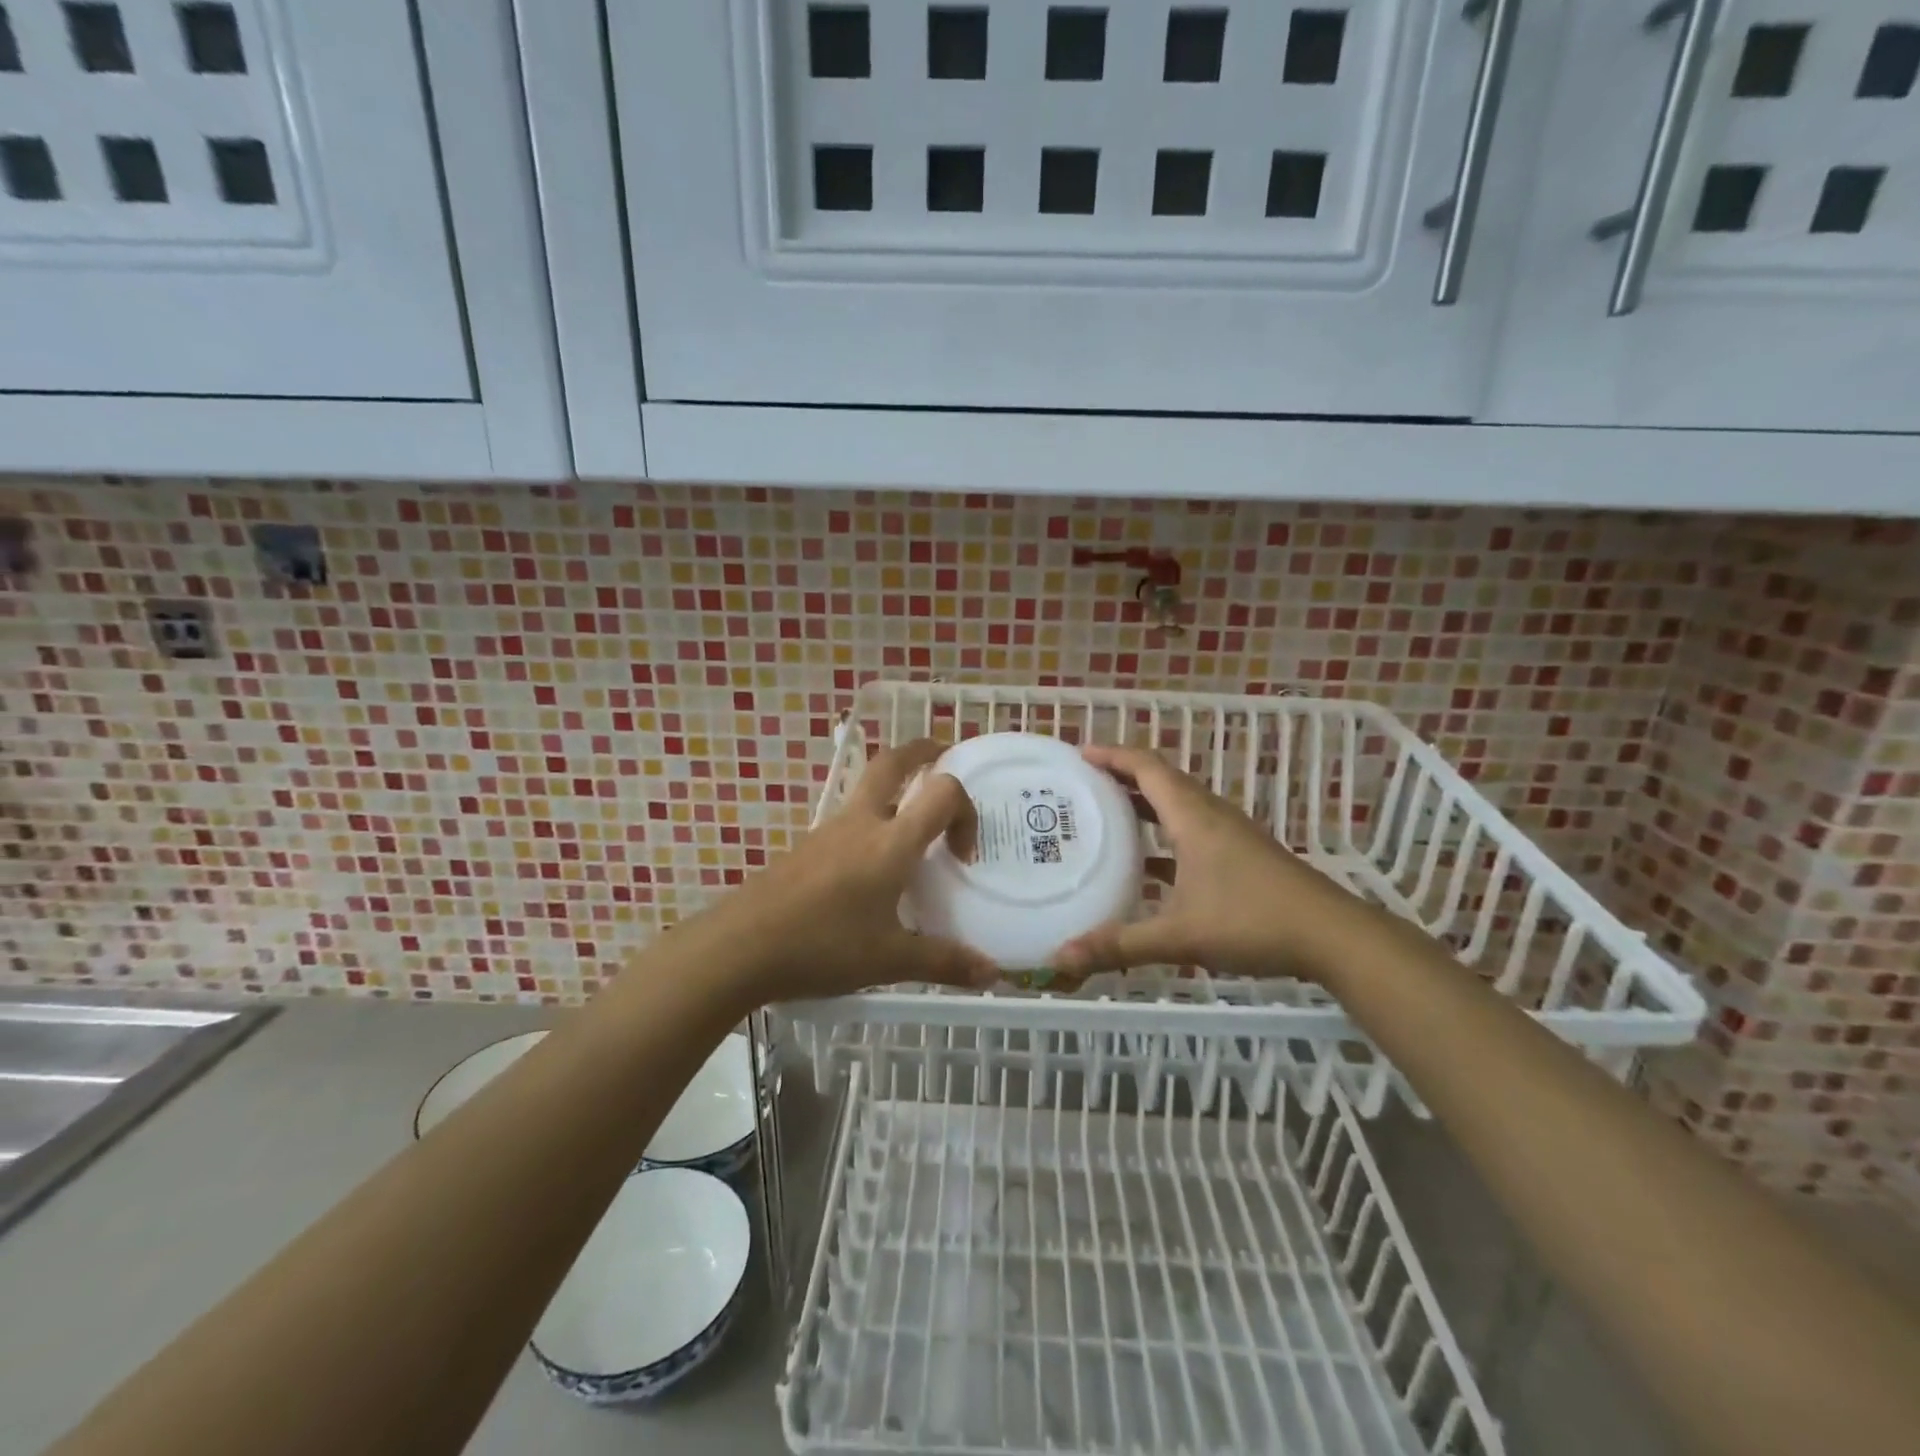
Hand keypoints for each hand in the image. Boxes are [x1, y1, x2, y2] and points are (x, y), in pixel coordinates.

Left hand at [691, 739, 999, 1003]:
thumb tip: (993, 974)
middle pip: (892, 762)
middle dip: (922, 751)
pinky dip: (870, 824)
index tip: (962, 857)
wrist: (740, 947)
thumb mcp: (890, 960)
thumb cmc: (823, 946)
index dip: (966, 812)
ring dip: (895, 791)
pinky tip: (869, 871)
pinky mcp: (805, 848)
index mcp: (891, 842)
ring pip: (867, 790)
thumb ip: (944, 962)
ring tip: (912, 829)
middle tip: (943, 755)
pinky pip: (847, 821)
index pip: (943, 793)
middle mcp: (861, 823)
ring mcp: (828, 831)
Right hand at [1050, 744, 1363, 981]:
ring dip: (1143, 803)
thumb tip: (1062, 957)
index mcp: (1193, 817)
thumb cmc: (1253, 921)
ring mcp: (1229, 834)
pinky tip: (1148, 864)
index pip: (1146, 767)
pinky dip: (1164, 833)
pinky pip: (1192, 829)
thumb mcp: (1180, 935)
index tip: (1078, 755)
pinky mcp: (1242, 855)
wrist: (1333, 936)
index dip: (1111, 755)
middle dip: (1121, 775)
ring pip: (1178, 804)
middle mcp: (1210, 815)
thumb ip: (1120, 945)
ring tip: (1106, 815)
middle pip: (1161, 779)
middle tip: (1082, 785)